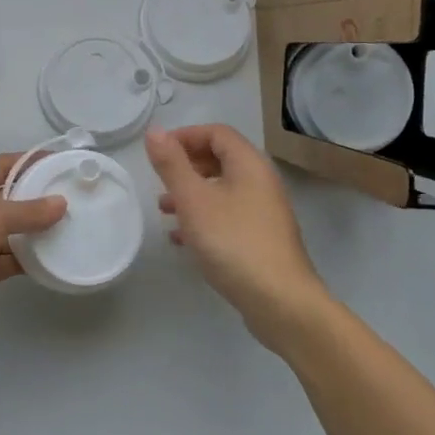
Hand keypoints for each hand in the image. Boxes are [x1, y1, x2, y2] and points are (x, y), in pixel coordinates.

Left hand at [0, 154, 66, 360]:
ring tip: (77, 226)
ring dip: (38, 231)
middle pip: (9, 197)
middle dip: (40, 198)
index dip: (34, 163)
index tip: (68, 165)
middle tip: (80, 199)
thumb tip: (61, 204)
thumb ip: (27, 210)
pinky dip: (30, 258)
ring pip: (11, 231)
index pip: (3, 164)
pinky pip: (9, 259)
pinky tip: (57, 257)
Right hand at [146, 124, 331, 350]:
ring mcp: (264, 212)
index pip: (217, 132)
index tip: (157, 153)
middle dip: (186, 165)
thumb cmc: (233, 242)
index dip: (185, 136)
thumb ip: (172, 165)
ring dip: (192, 193)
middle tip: (159, 180)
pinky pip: (228, 216)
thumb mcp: (194, 200)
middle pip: (220, 159)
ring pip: (222, 189)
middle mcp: (261, 182)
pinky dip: (203, 218)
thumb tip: (154, 132)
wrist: (280, 302)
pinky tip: (182, 239)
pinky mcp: (262, 239)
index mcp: (249, 164)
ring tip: (164, 210)